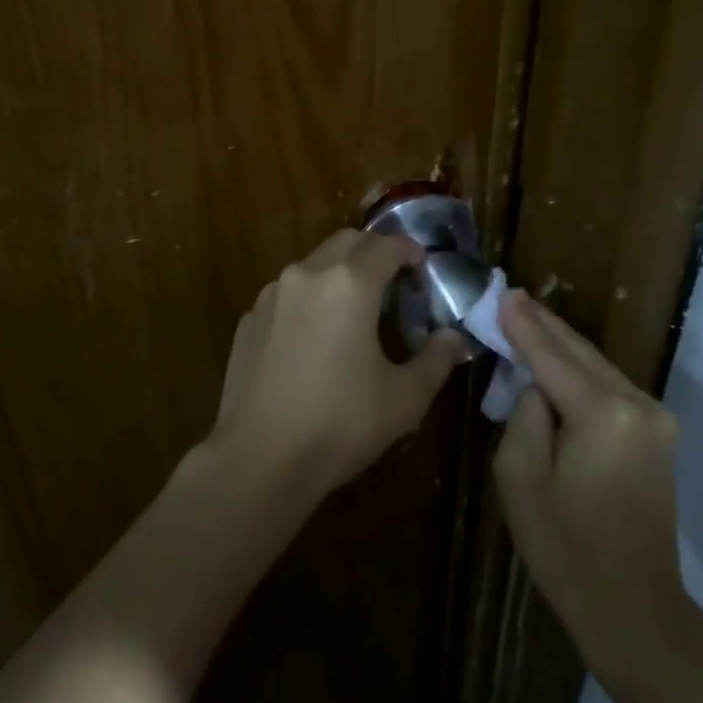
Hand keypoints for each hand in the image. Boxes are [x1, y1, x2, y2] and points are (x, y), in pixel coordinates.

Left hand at [209, 229, 467, 498]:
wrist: (259, 460)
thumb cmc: (340, 424)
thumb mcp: (404, 399)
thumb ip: (435, 360)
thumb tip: (453, 338)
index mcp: (349, 284)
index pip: (387, 246)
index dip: (410, 250)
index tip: (423, 266)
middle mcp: (307, 274)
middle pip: (347, 242)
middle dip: (374, 251)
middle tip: (393, 279)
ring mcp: (272, 295)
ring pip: (313, 264)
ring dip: (339, 272)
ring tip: (354, 307)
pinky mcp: (249, 319)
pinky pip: (286, 294)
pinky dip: (308, 299)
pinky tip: (314, 336)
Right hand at [491, 292, 692, 690]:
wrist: (636, 611)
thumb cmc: (566, 550)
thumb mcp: (520, 478)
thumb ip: (524, 413)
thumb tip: (536, 382)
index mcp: (603, 413)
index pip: (551, 356)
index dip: (523, 325)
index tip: (502, 292)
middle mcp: (638, 404)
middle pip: (580, 352)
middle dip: (544, 326)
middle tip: (512, 297)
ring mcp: (656, 418)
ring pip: (597, 366)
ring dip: (561, 347)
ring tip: (527, 321)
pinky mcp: (659, 434)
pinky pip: (610, 388)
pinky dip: (580, 372)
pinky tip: (556, 362)